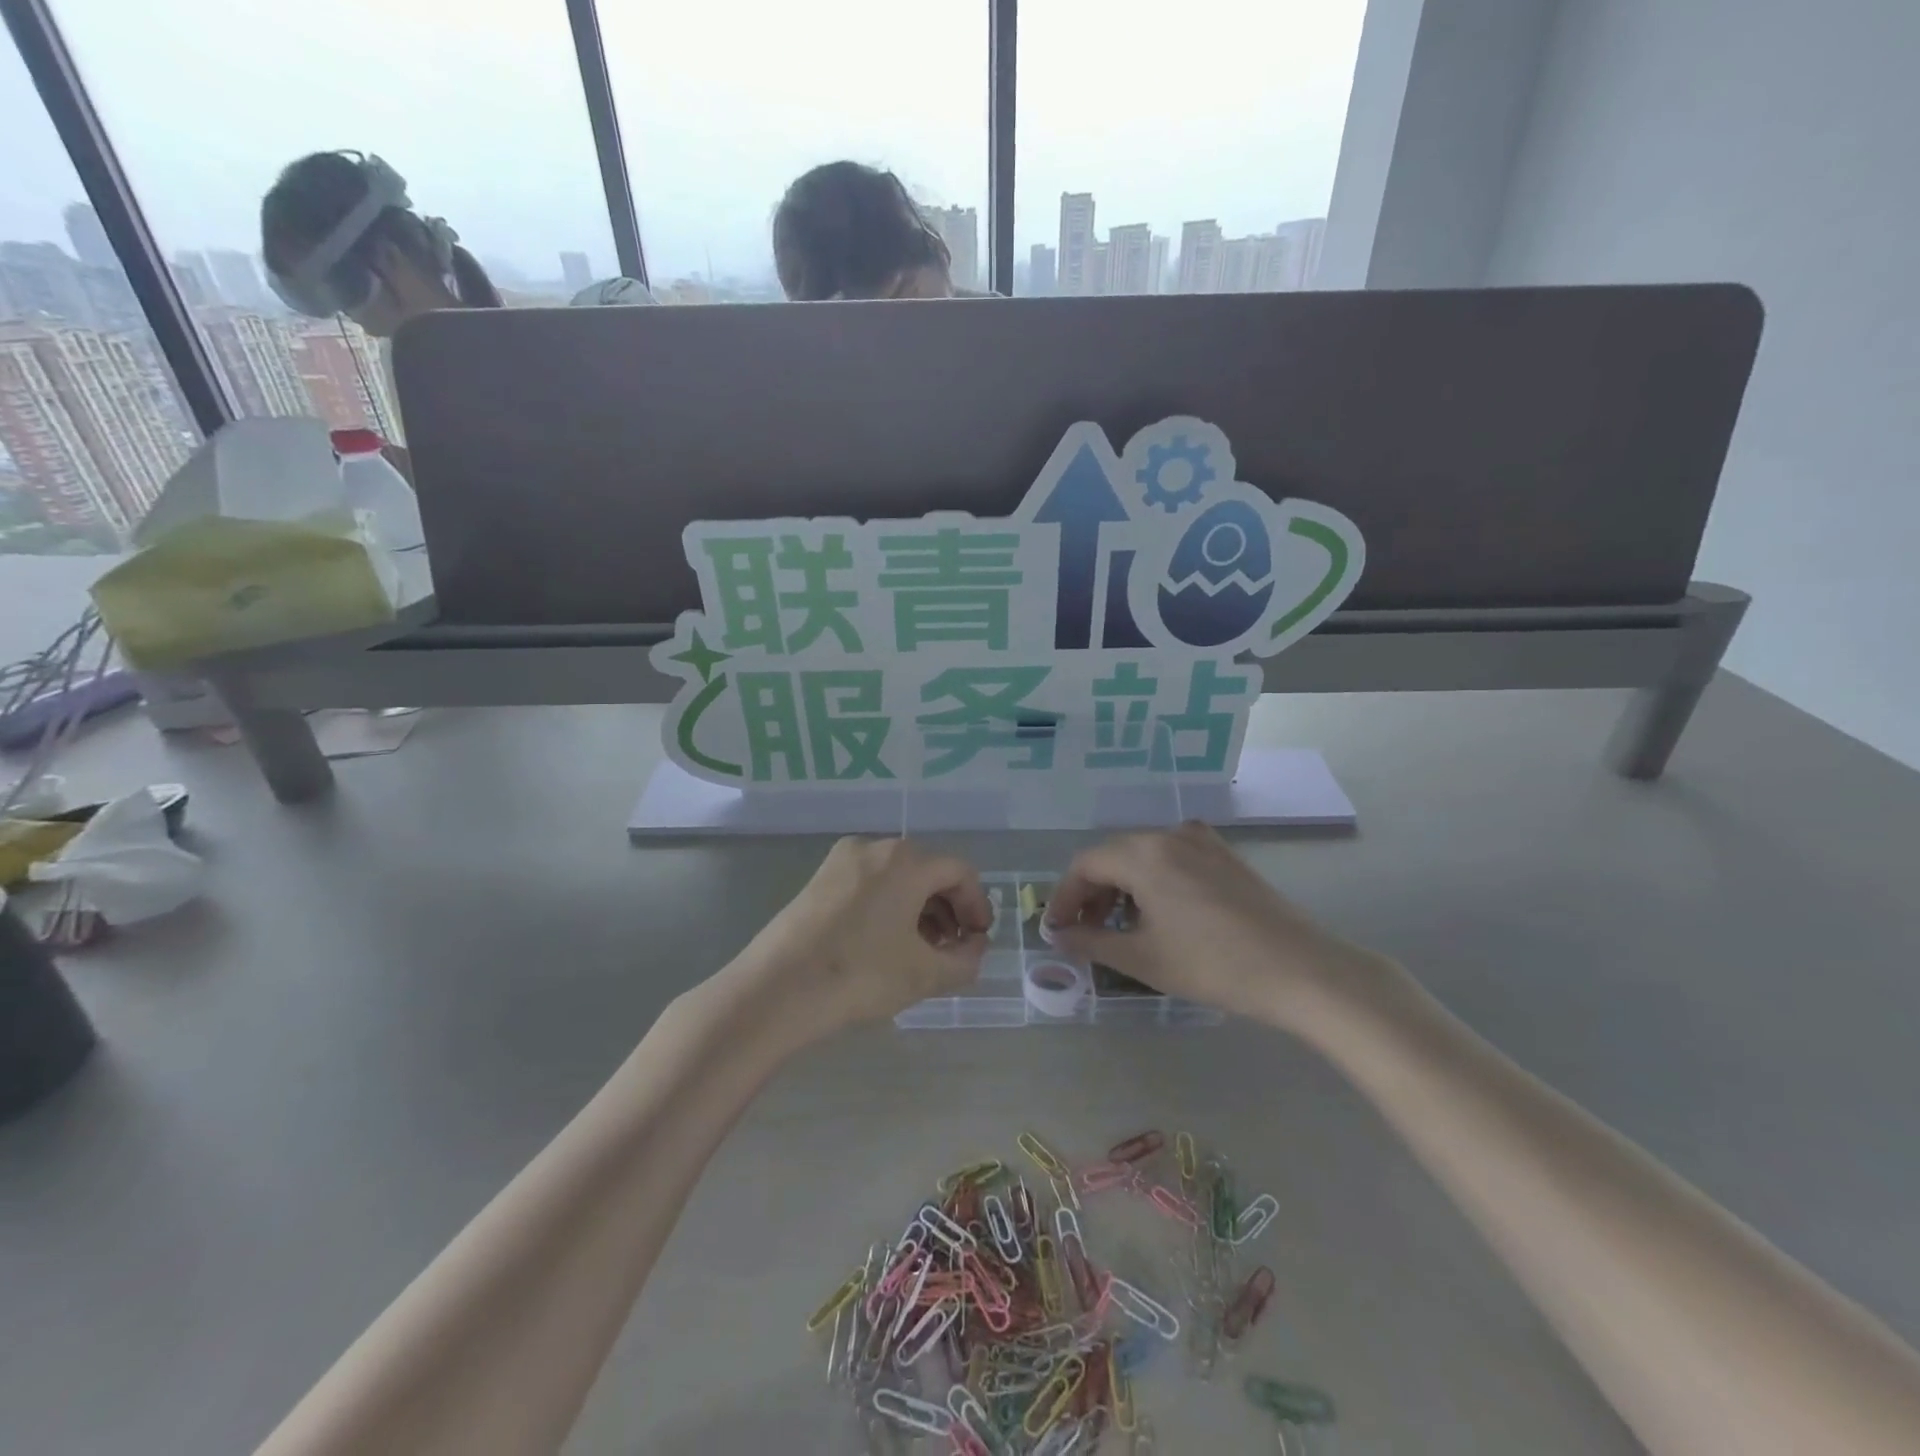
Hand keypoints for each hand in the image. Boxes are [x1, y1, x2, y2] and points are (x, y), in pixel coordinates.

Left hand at [727, 837, 991, 1042]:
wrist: (775, 990)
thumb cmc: (860, 975)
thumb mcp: (924, 974)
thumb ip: (965, 960)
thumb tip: (975, 948)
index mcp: (906, 860)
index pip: (960, 873)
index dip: (977, 906)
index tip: (979, 941)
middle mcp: (875, 847)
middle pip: (928, 871)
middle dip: (948, 909)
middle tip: (952, 949)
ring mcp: (842, 860)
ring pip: (897, 877)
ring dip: (919, 909)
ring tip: (920, 951)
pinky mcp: (819, 879)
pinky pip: (870, 884)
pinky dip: (889, 907)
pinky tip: (885, 944)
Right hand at [1045, 822, 1397, 1033]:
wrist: (1301, 970)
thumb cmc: (1213, 965)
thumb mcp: (1143, 958)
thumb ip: (1092, 941)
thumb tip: (1058, 936)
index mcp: (1144, 853)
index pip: (1085, 864)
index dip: (1064, 897)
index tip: (1057, 930)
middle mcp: (1169, 834)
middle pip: (1113, 856)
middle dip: (1092, 893)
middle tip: (1086, 932)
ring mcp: (1202, 841)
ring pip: (1143, 856)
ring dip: (1122, 887)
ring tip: (1122, 927)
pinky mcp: (1225, 855)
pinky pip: (1172, 858)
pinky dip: (1153, 881)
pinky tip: (1160, 914)